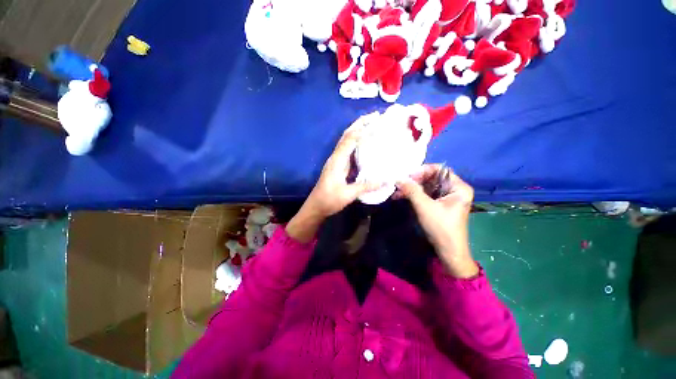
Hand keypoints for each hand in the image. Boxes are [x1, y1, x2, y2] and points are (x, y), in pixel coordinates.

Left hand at [306, 118, 382, 217]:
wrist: (316, 207)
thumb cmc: (329, 200)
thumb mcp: (348, 194)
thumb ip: (366, 186)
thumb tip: (385, 180)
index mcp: (337, 160)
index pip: (349, 139)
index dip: (362, 129)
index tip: (377, 122)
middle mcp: (336, 157)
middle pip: (347, 135)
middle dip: (360, 124)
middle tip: (376, 117)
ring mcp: (337, 161)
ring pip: (347, 141)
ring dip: (358, 131)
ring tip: (373, 126)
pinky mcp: (339, 167)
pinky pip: (349, 151)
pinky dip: (357, 143)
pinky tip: (366, 145)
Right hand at [395, 165, 477, 277]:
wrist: (448, 251)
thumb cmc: (441, 228)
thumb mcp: (425, 207)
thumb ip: (412, 190)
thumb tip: (398, 178)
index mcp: (459, 187)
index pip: (440, 170)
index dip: (423, 170)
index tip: (408, 175)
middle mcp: (455, 189)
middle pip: (432, 177)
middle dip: (414, 180)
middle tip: (400, 183)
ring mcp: (447, 197)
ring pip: (427, 186)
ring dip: (412, 188)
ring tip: (397, 190)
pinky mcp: (440, 204)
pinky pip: (426, 194)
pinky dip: (414, 194)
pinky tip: (401, 196)